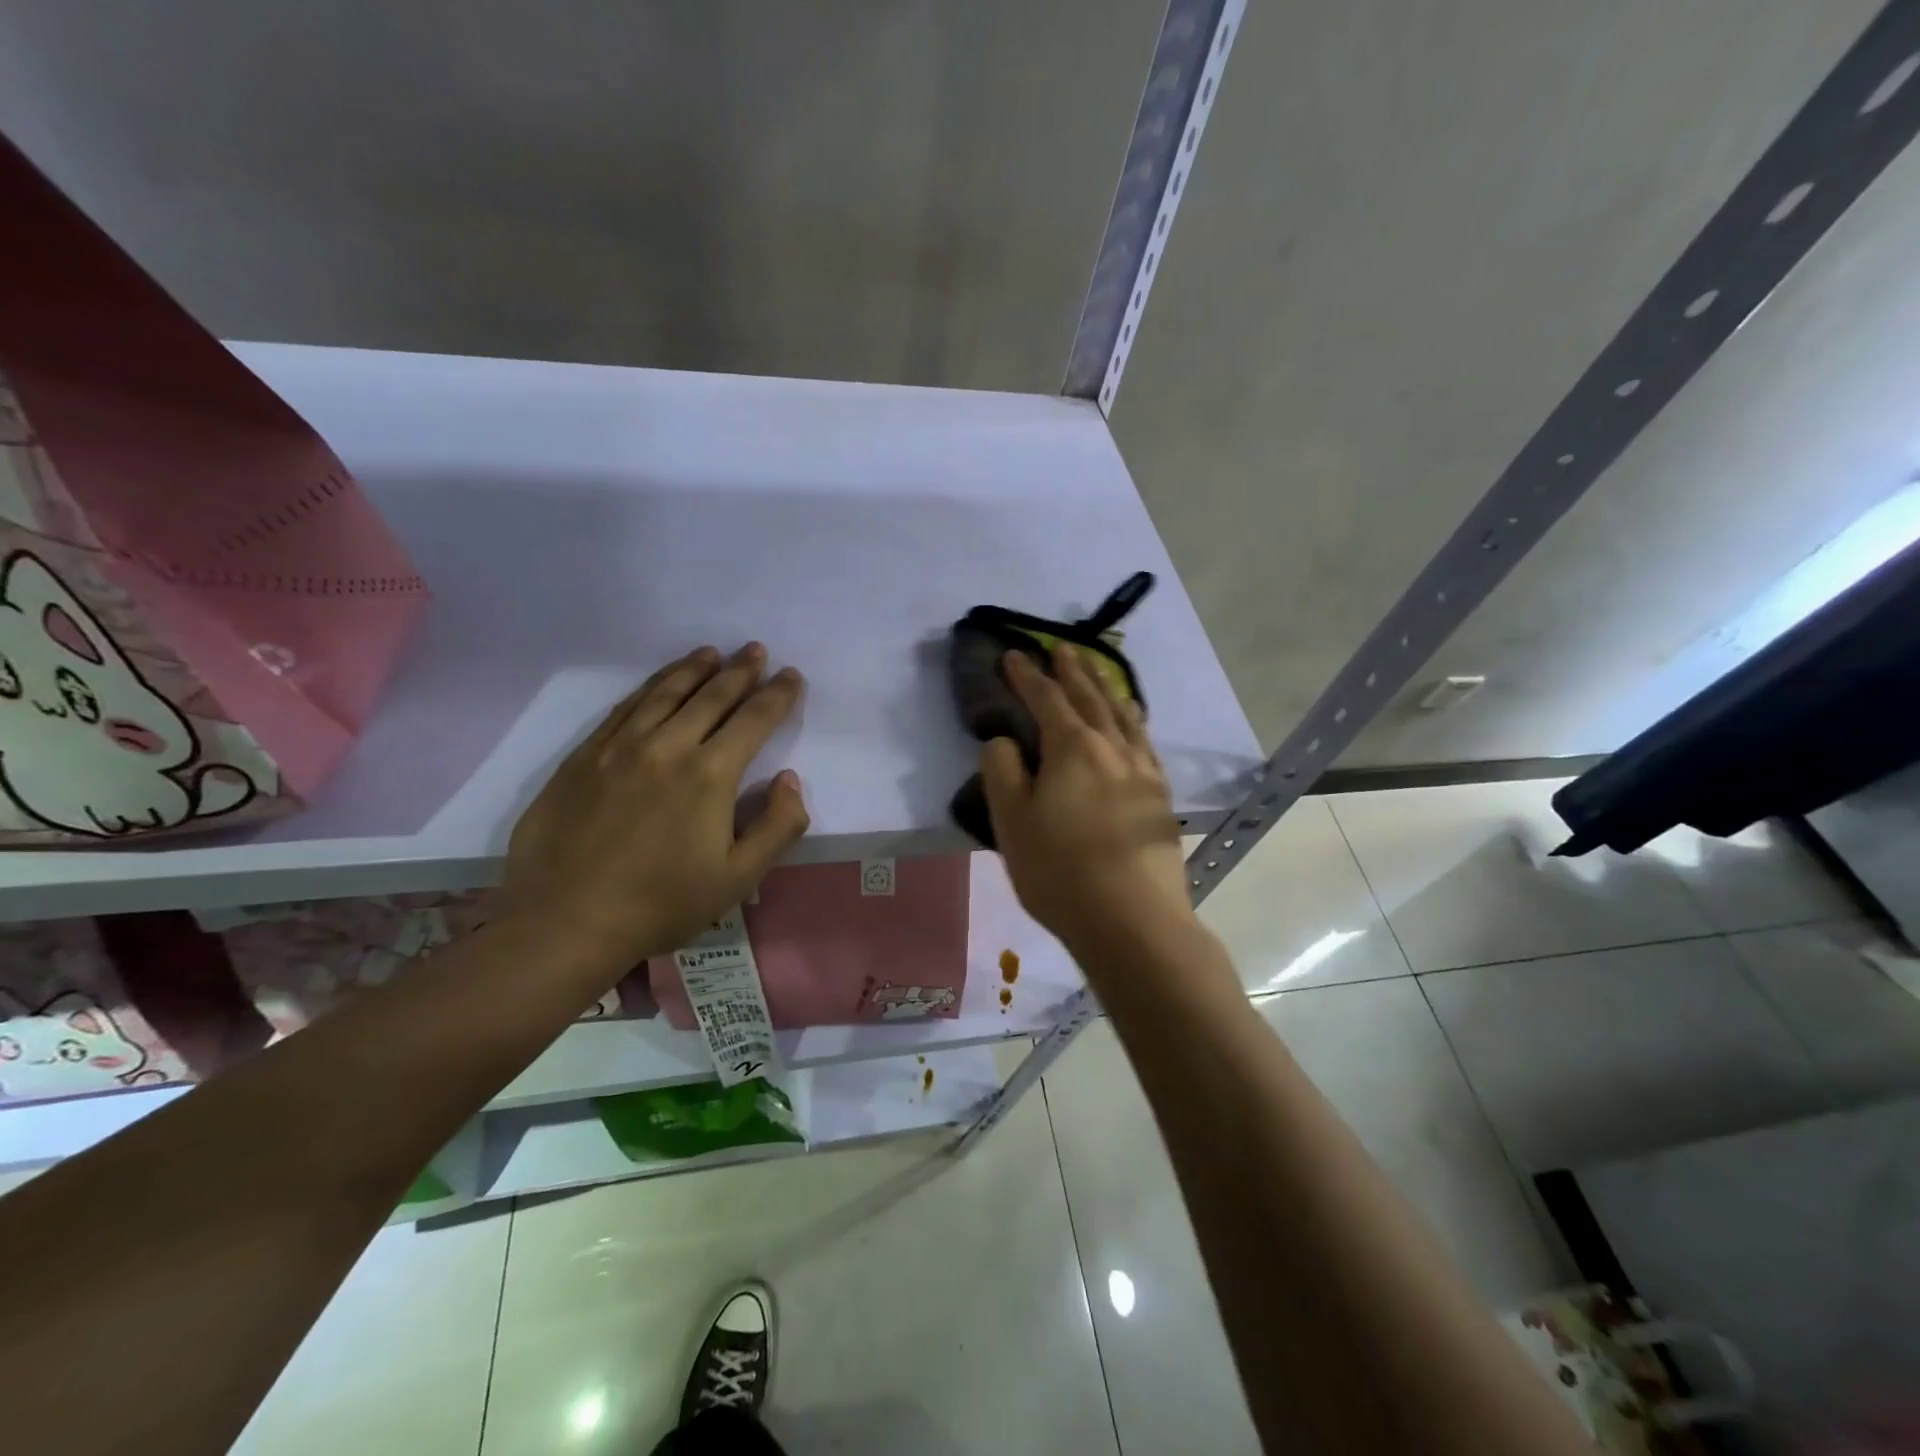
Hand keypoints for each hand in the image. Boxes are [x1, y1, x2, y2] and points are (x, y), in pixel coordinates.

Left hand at [503, 643, 809, 975]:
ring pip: (665, 692)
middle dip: (740, 670)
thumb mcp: (739, 878)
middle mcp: (667, 746)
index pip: (754, 718)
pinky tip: (658, 682)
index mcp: (710, 774)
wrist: (565, 922)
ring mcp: (619, 747)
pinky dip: (649, 687)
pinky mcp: (583, 757)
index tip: (792, 675)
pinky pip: (624, 708)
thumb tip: (790, 779)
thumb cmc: (663, 904)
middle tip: (755, 649)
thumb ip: (777, 826)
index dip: (778, 695)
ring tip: (711, 652)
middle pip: (711, 695)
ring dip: (693, 668)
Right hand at [981, 645, 1195, 959]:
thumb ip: (1002, 771)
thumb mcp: (1012, 822)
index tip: (1014, 654)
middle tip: (1061, 648)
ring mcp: (1142, 771)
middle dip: (1072, 671)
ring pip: (1123, 716)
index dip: (1027, 675)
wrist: (1133, 920)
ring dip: (1106, 689)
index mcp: (1072, 748)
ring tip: (1099, 674)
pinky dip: (1134, 721)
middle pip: (1090, 698)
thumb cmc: (1060, 871)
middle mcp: (1111, 748)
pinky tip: (1134, 724)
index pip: (1046, 699)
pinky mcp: (1159, 797)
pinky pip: (1144, 742)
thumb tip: (1005, 740)